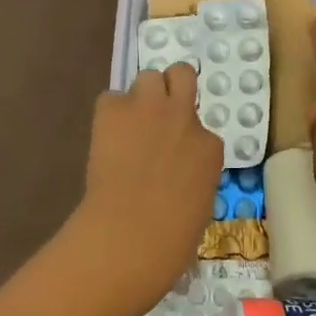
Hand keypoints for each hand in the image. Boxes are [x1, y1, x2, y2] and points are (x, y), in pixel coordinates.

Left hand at [74, 63, 221, 307]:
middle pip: (182, 74)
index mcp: (209, 147)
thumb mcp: (200, 206)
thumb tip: (178, 175)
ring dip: (141, 96)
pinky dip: (109, 113)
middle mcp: (183, 117)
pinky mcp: (113, 109)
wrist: (128, 234)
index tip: (175, 156)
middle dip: (172, 87)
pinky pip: (111, 98)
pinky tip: (105, 136)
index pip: (202, 129)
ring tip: (130, 121)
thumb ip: (194, 177)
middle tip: (159, 111)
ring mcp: (149, 108)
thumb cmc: (170, 240)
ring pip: (148, 77)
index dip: (186, 139)